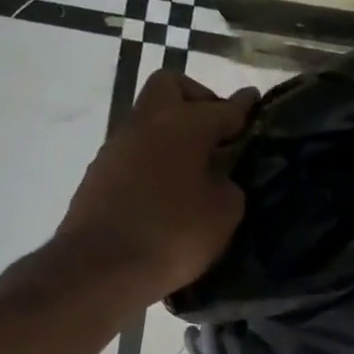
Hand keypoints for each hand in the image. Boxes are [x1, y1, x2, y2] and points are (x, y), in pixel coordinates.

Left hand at [56, 71, 258, 300]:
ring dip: (173, 132)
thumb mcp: (224, 213)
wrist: (102, 267)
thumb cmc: (174, 234)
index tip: (253, 99)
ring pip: (150, 119)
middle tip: (216, 132)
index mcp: (184, 125)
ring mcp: (118, 145)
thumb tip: (218, 178)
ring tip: (195, 167)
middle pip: (171, 86)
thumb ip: (228, 185)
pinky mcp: (100, 172)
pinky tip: (168, 189)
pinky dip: (155, 158)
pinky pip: (136, 150)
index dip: (242, 105)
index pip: (222, 107)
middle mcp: (147, 123)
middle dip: (197, 99)